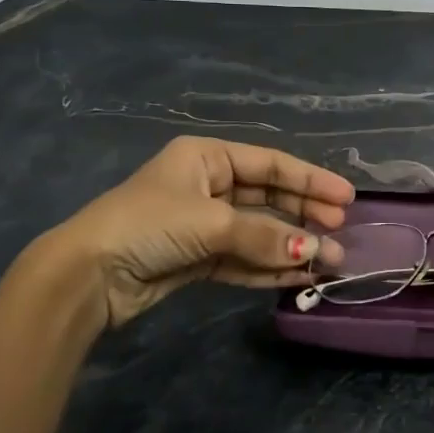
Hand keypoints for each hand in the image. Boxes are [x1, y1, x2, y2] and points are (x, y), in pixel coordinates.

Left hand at [38, 136, 353, 330]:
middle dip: (305, 214)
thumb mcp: (210, 222)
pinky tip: (299, 275)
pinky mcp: (197, 259)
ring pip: (259, 232)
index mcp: (207, 157)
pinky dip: (269, 267)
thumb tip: (314, 251)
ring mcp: (203, 224)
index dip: (310, 180)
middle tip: (341, 230)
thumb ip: (265, 236)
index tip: (346, 198)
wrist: (87, 275)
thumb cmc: (149, 225)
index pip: (270, 164)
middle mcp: (208, 185)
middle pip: (268, 197)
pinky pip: (243, 259)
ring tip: (329, 260)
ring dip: (291, 246)